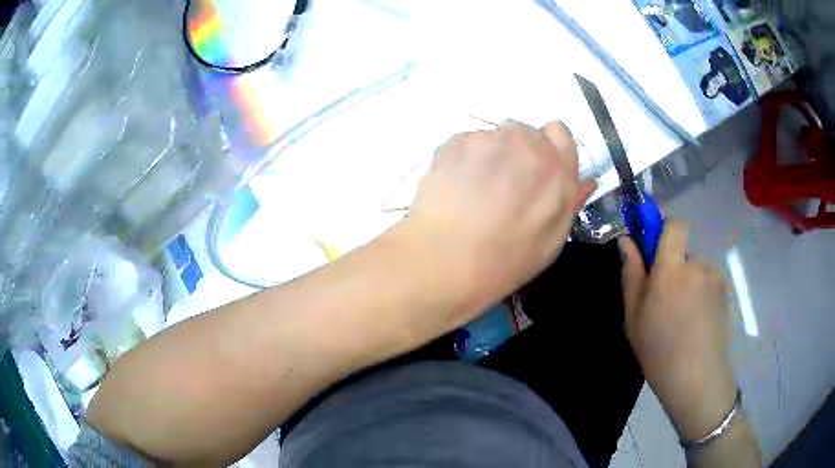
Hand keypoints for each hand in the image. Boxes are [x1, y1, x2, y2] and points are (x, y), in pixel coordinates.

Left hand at [399, 121, 595, 326]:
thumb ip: (570, 202)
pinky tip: (455, 187)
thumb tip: (587, 181)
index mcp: (559, 170)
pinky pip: (466, 142)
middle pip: (525, 133)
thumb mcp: (551, 241)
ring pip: (494, 136)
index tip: (536, 168)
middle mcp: (529, 145)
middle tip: (502, 186)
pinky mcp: (458, 140)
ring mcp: (491, 139)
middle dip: (517, 152)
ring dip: (489, 155)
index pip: (559, 133)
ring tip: (474, 190)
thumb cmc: (506, 260)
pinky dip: (463, 158)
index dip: (547, 147)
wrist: (448, 259)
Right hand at [619, 221, 736, 440]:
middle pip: (683, 251)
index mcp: (670, 269)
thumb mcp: (634, 316)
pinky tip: (697, 319)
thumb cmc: (658, 350)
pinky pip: (708, 280)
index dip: (664, 229)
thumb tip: (625, 240)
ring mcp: (714, 277)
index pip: (674, 225)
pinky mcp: (725, 289)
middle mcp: (696, 265)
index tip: (655, 249)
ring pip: (696, 268)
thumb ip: (632, 273)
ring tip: (684, 316)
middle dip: (674, 267)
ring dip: (689, 282)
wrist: (696, 377)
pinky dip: (701, 292)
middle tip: (666, 301)